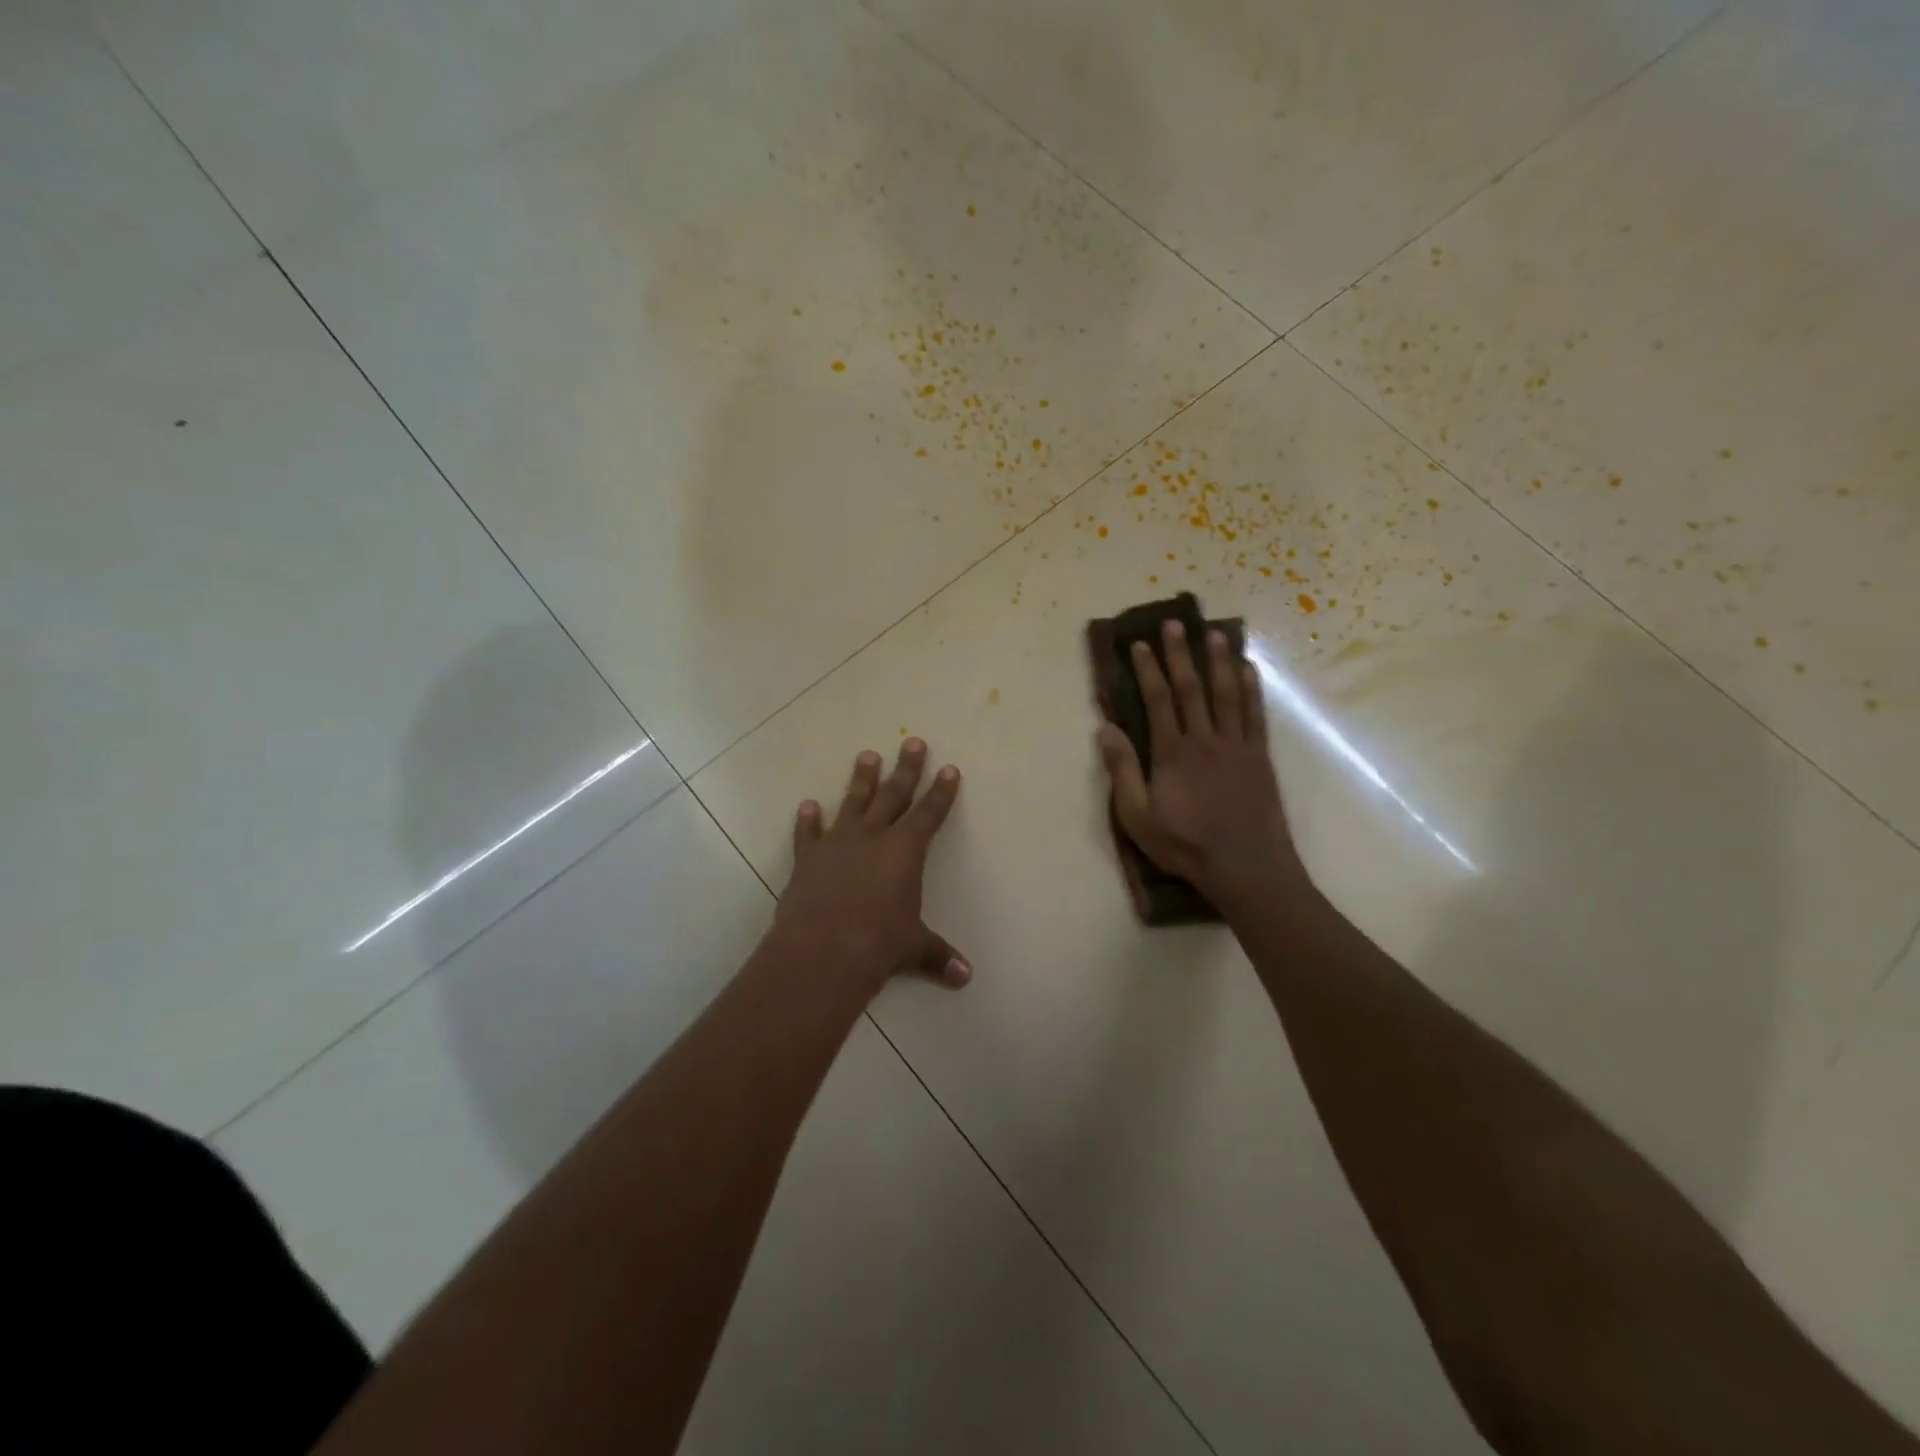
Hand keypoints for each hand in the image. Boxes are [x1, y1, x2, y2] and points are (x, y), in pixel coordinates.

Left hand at [771, 739, 968, 997]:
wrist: (822, 950)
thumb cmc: (878, 944)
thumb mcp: (914, 947)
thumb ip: (938, 956)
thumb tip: (965, 978)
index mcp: (905, 850)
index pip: (930, 813)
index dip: (942, 791)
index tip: (949, 768)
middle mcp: (873, 836)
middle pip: (893, 794)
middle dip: (906, 768)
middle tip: (911, 741)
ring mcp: (837, 843)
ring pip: (852, 803)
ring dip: (861, 780)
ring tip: (867, 755)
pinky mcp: (808, 858)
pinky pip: (808, 833)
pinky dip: (807, 821)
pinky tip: (807, 806)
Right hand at [1098, 621, 1301, 910]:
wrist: (1246, 866)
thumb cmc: (1185, 845)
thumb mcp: (1138, 816)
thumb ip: (1122, 771)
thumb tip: (1106, 729)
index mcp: (1173, 753)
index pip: (1159, 700)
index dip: (1148, 670)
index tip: (1140, 645)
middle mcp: (1205, 739)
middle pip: (1192, 688)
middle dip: (1181, 654)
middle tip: (1174, 624)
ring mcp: (1236, 745)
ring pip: (1227, 693)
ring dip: (1219, 661)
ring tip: (1214, 633)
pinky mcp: (1259, 757)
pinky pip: (1255, 715)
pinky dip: (1252, 689)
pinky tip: (1248, 670)